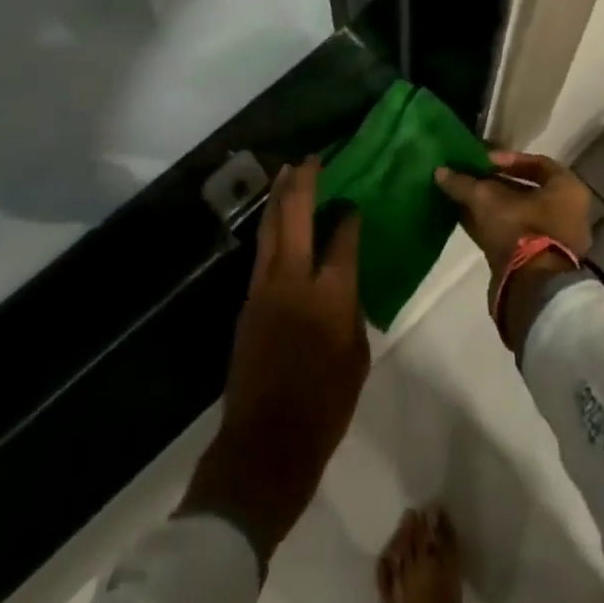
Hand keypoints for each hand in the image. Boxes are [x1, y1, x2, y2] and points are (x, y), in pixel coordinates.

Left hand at [179, 158, 368, 564]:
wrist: (265, 444)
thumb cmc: (324, 407)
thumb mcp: (356, 358)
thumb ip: (351, 310)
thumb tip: (343, 284)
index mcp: (330, 295)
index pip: (341, 238)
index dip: (348, 216)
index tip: (353, 201)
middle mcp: (294, 279)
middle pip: (296, 214)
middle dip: (304, 181)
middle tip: (312, 159)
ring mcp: (264, 287)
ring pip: (271, 226)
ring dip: (280, 195)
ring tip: (288, 171)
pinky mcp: (247, 300)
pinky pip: (261, 250)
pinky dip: (270, 225)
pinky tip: (277, 218)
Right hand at [434, 152, 592, 348]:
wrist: (532, 291)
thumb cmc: (520, 229)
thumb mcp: (486, 199)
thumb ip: (463, 183)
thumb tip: (440, 171)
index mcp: (567, 190)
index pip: (537, 163)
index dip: (507, 159)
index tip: (483, 161)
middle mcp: (567, 213)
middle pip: (526, 191)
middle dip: (494, 184)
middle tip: (469, 177)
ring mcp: (554, 240)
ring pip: (517, 214)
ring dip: (490, 206)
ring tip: (461, 196)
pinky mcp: (538, 263)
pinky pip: (513, 235)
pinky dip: (491, 225)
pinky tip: (464, 217)